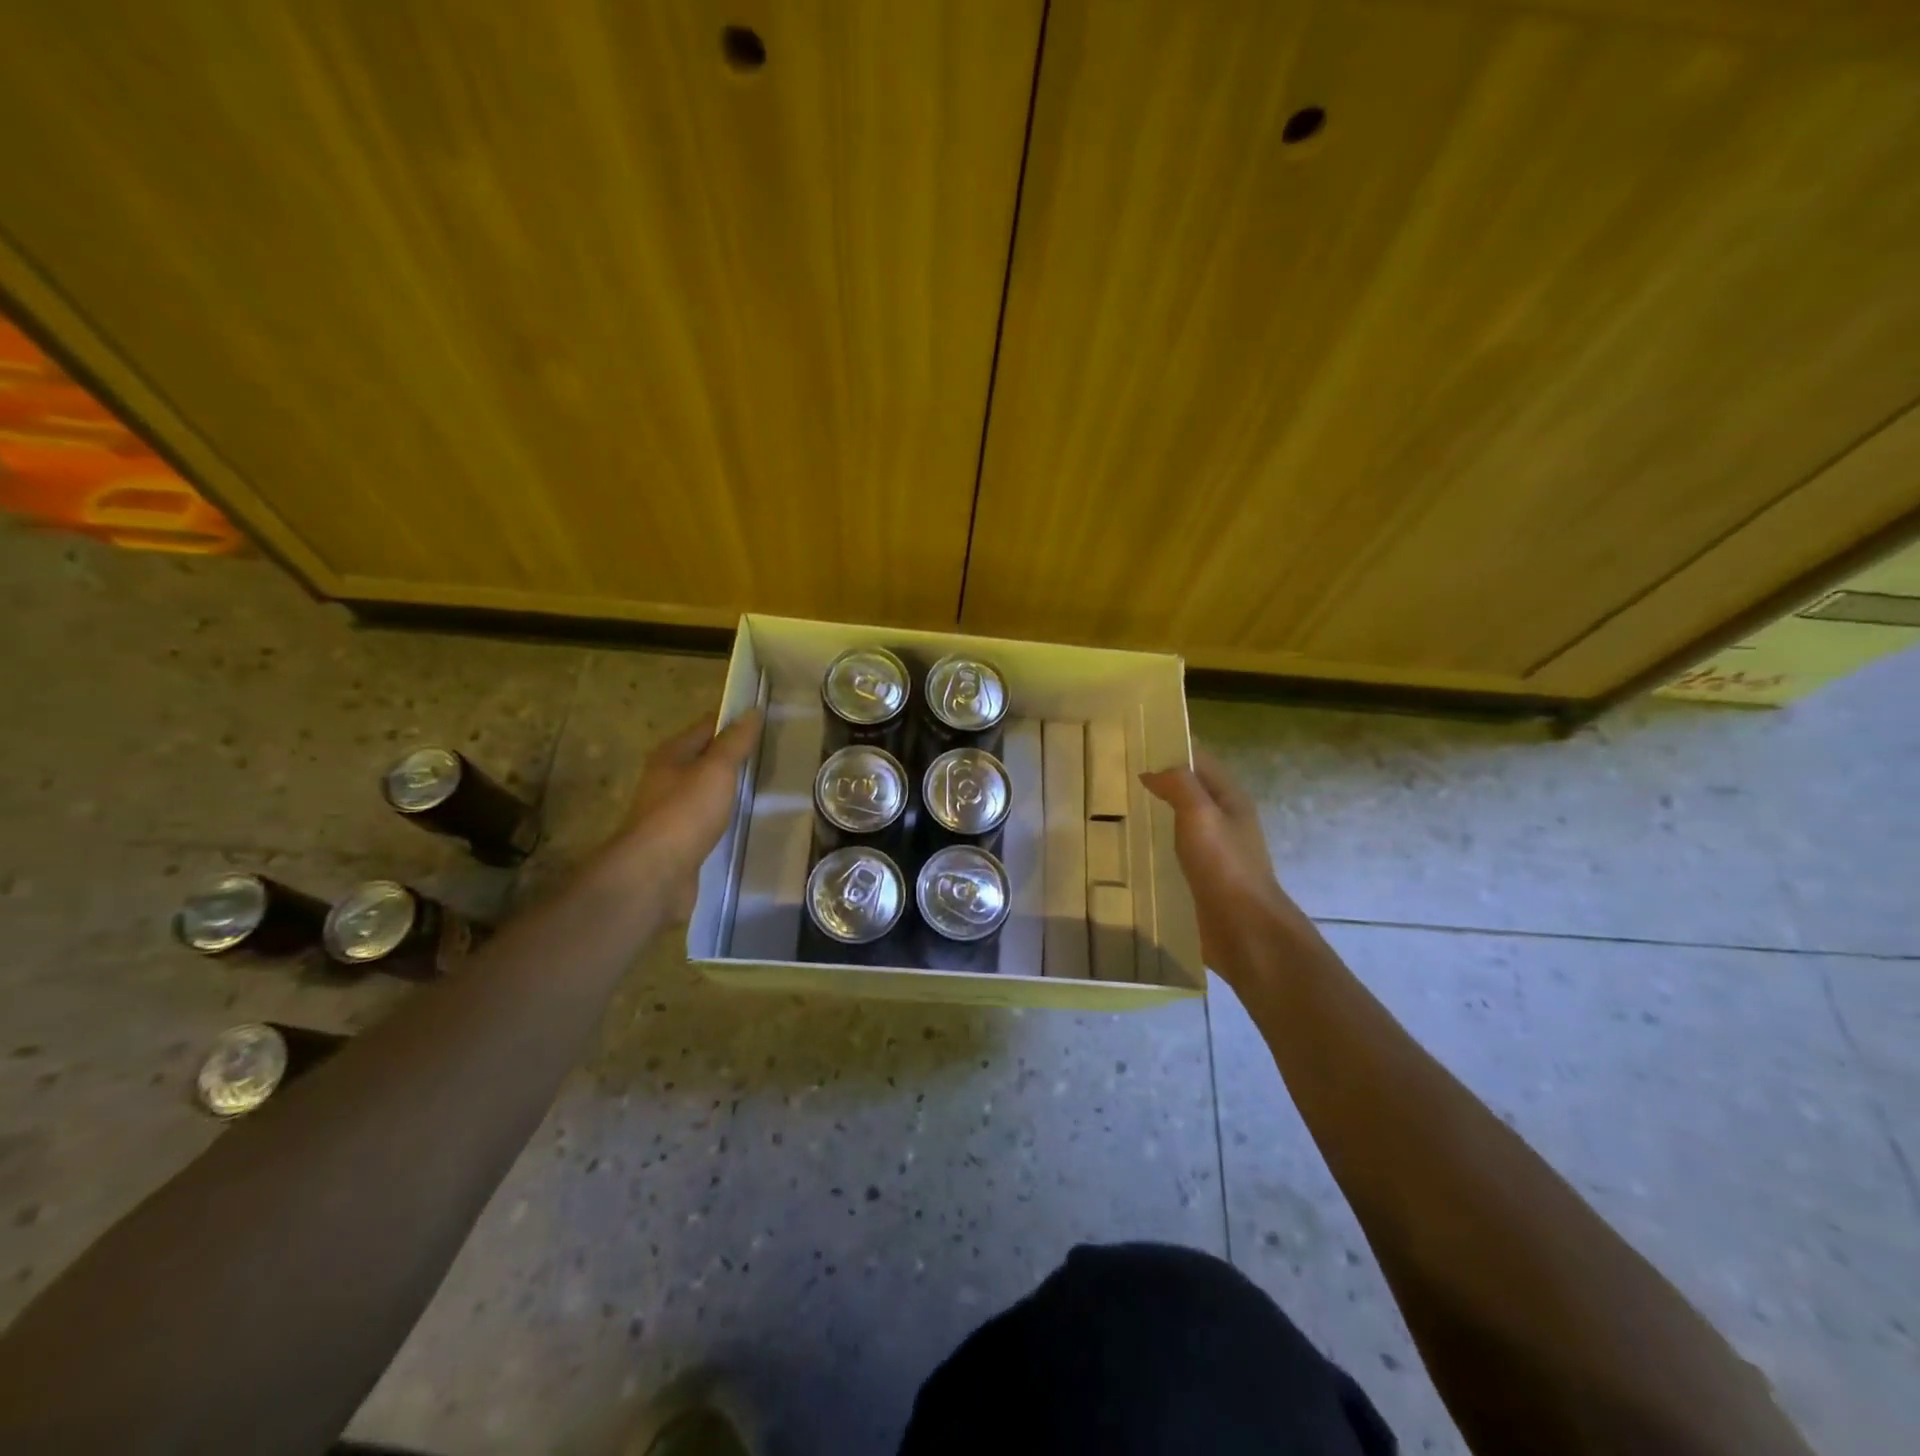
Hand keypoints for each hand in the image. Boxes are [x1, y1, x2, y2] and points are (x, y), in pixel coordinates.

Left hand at [614, 708, 763, 919]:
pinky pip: (707, 820)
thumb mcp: (716, 770)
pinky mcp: (680, 841)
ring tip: (765, 787)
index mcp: (671, 755)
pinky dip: (725, 817)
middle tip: (773, 755)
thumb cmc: (685, 812)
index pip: (707, 727)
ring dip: (729, 789)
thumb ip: (735, 742)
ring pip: (706, 791)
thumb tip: (752, 711)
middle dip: (734, 756)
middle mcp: (667, 779)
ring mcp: (672, 812)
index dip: (734, 722)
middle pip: (705, 759)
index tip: (766, 723)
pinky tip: (745, 821)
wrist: (655, 874)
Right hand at [1140, 749, 1310, 980]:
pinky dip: (1158, 843)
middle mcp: (1225, 820)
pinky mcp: (1203, 878)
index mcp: (1230, 799)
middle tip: (1117, 775)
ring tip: (1118, 808)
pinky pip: (1177, 850)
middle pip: (1191, 790)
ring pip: (1182, 821)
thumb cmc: (1224, 865)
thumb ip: (1179, 785)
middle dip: (1160, 780)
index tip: (1135, 742)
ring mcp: (1215, 851)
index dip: (1172, 749)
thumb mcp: (1200, 814)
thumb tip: (1153, 771)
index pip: (1200, 761)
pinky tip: (1133, 848)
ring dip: (1157, 812)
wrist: (1245, 929)